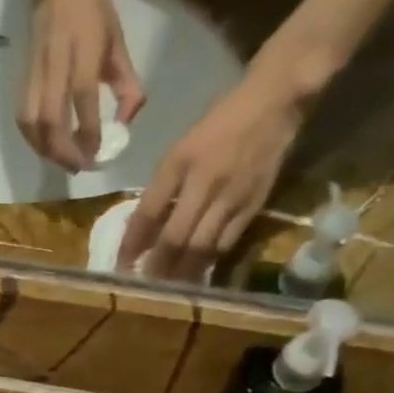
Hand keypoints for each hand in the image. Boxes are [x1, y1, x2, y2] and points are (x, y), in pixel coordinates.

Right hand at [17, 0, 145, 171]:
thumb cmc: (95, 10)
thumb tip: (126, 122)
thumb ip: (126, 84)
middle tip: (78, 167)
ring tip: (61, 161)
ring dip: (45, 149)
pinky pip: (24, 116)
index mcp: (83, 50)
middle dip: (63, 151)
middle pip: (50, 119)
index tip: (97, 155)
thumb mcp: (118, 43)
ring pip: (31, 122)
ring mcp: (36, 71)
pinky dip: (34, 138)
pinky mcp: (24, 77)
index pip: (82, 99)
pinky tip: (46, 147)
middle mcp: (55, 63)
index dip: (88, 132)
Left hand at [119, 77, 303, 281]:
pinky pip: (226, 243)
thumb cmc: (219, 123)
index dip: (132, 242)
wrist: (273, 102)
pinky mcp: (253, 206)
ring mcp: (231, 197)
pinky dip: (208, 262)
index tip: (120, 264)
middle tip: (142, 288)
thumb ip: (163, 186)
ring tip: (167, 290)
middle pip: (175, 236)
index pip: (148, 212)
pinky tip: (197, 275)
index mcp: (180, 162)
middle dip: (156, 266)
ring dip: (182, 272)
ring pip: (201, 247)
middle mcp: (204, 182)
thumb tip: (143, 227)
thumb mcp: (180, 147)